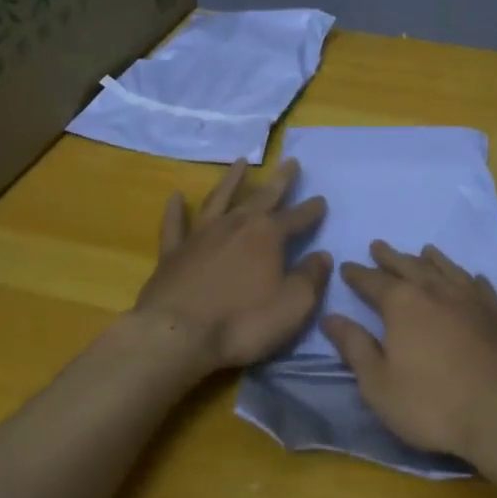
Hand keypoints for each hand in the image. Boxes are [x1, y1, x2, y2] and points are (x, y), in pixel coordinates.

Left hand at [136, 159, 329, 370]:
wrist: (176, 336)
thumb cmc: (242, 322)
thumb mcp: (293, 306)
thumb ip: (311, 278)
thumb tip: (323, 256)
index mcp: (267, 236)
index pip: (296, 218)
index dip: (311, 210)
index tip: (321, 200)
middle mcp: (235, 225)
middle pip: (262, 197)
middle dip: (279, 180)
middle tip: (290, 161)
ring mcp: (201, 236)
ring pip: (219, 199)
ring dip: (231, 180)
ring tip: (240, 162)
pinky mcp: (172, 253)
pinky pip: (174, 224)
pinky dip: (175, 210)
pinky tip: (176, 196)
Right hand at [323, 242, 496, 463]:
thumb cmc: (433, 403)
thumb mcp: (379, 384)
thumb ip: (354, 347)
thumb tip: (330, 317)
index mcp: (402, 304)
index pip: (373, 282)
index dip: (358, 274)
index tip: (346, 266)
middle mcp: (436, 291)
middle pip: (409, 266)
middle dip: (390, 257)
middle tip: (378, 246)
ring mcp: (471, 300)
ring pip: (446, 268)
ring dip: (431, 259)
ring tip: (423, 250)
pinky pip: (480, 286)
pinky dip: (470, 278)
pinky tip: (471, 277)